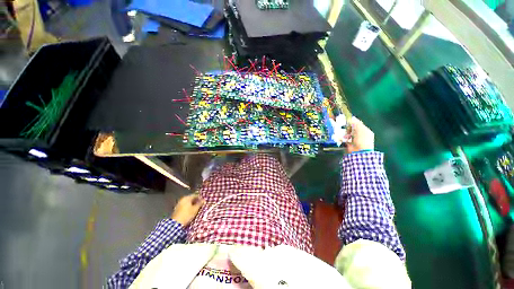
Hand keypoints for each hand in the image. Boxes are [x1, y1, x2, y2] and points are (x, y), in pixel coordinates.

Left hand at [171, 193, 204, 225]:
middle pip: (191, 198)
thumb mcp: (195, 209)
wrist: (176, 224)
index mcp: (186, 198)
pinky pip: (185, 206)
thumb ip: (200, 203)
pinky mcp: (177, 209)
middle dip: (196, 201)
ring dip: (192, 204)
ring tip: (197, 208)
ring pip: (188, 203)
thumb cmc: (187, 215)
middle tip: (201, 205)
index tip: (203, 201)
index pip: (195, 195)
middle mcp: (182, 199)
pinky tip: (191, 211)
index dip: (200, 198)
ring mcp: (179, 204)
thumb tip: (203, 200)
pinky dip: (188, 207)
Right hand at [345, 117, 374, 153]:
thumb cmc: (361, 139)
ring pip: (348, 133)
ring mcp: (355, 140)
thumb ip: (355, 123)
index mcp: (365, 130)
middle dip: (348, 128)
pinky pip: (345, 139)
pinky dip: (343, 138)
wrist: (359, 151)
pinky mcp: (350, 144)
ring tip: (345, 135)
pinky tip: (343, 138)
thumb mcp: (359, 129)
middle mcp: (361, 135)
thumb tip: (351, 119)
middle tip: (345, 128)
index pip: (358, 124)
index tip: (346, 121)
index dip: (352, 122)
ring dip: (345, 133)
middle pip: (352, 128)